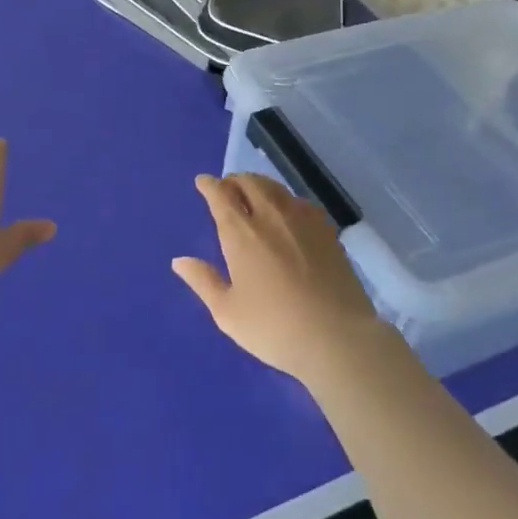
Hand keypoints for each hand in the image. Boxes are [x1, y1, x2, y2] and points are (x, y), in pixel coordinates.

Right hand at [172, 173, 386, 382]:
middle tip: (227, 188)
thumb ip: (203, 282)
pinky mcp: (327, 230)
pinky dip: (284, 198)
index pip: (220, 195)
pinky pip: (299, 201)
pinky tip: (287, 212)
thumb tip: (179, 261)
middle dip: (234, 180)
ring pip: (275, 188)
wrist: (338, 337)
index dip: (209, 185)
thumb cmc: (275, 328)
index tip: (203, 182)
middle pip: (249, 182)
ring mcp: (302, 220)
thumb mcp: (228, 313)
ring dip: (258, 185)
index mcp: (241, 234)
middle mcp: (270, 216)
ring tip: (253, 194)